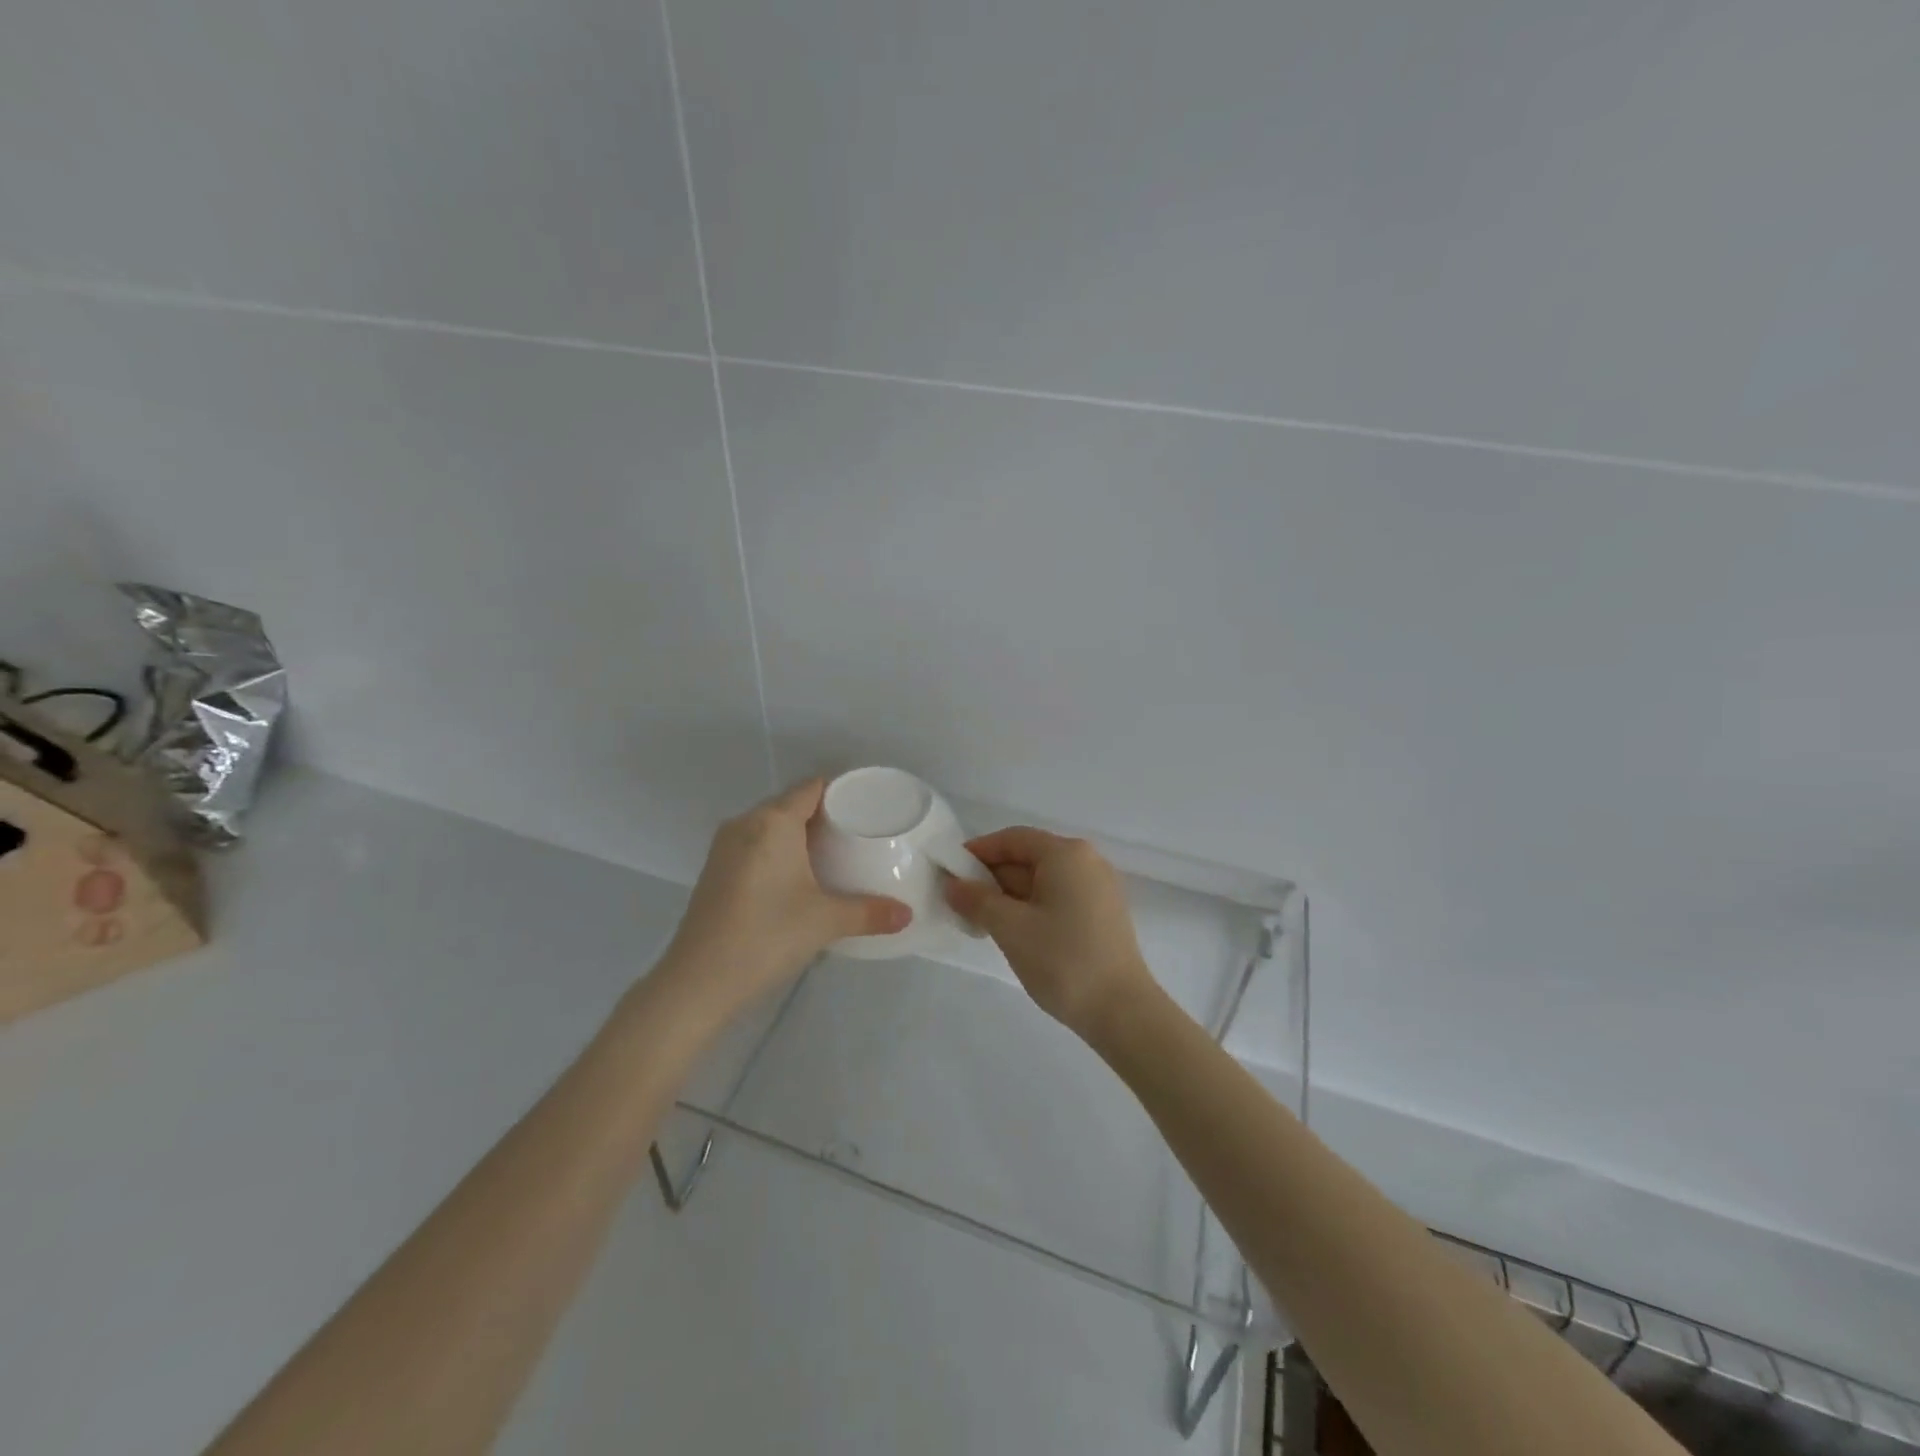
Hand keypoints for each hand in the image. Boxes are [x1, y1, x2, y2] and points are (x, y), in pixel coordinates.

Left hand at [660, 779, 911, 1024]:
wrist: (698, 982)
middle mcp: (745, 824)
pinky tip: (796, 878)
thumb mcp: (825, 922)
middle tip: (857, 833)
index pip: (811, 788)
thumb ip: (869, 913)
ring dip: (797, 835)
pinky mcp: (714, 872)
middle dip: (822, 815)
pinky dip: (777, 852)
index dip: (841, 792)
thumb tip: (907, 915)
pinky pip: (754, 846)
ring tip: (831, 855)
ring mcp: (724, 848)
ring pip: (769, 827)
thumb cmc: (767, 936)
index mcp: (773, 822)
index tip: (867, 806)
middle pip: (790, 805)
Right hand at [943, 827, 1155, 1044]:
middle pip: (1028, 857)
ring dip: (1009, 896)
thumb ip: (977, 900)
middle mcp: (1087, 861)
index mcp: (1066, 854)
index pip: (1012, 839)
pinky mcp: (1102, 914)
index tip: (949, 873)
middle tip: (960, 903)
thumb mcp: (1010, 928)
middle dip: (992, 877)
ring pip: (1042, 880)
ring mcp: (1098, 888)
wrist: (1122, 1011)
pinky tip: (1013, 932)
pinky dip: (1032, 908)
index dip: (978, 852)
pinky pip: (1058, 898)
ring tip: (980, 921)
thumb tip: (952, 885)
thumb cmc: (1063, 960)